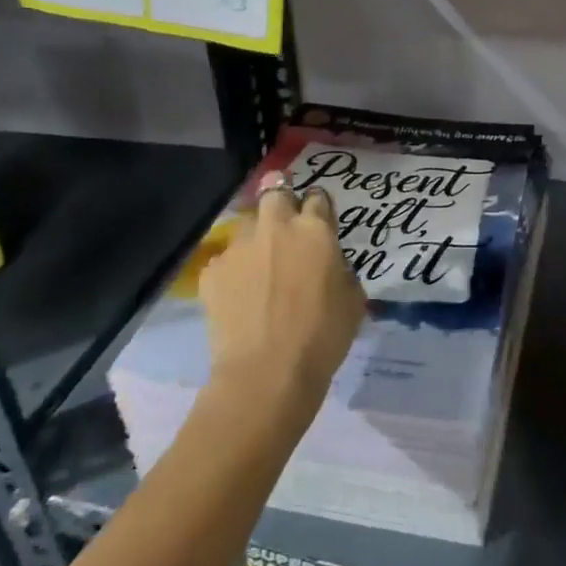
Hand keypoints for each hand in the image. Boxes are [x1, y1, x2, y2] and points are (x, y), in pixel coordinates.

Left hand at [199, 175, 367, 409]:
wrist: (266, 373)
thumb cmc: (322, 336)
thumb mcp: (353, 299)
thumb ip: (340, 269)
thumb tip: (329, 264)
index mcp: (315, 230)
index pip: (317, 197)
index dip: (319, 207)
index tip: (319, 220)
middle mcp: (276, 227)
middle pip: (275, 192)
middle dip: (280, 201)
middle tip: (285, 227)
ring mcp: (239, 247)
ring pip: (246, 224)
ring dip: (256, 237)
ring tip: (259, 265)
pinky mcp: (212, 271)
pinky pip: (225, 260)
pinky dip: (233, 271)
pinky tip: (238, 296)